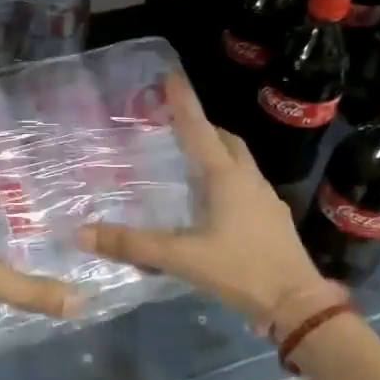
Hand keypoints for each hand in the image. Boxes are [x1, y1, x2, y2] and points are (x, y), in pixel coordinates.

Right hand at [78, 73, 341, 332]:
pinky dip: (226, 178)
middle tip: (177, 124)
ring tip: (191, 160)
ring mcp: (264, 199)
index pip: (199, 129)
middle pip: (226, 141)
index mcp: (226, 178)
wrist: (297, 303)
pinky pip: (245, 185)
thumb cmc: (240, 270)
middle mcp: (248, 180)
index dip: (183, 102)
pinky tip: (213, 202)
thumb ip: (133, 245)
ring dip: (217, 152)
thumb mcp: (181, 258)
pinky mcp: (271, 219)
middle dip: (202, 126)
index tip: (171, 75)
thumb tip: (82, 233)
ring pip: (239, 162)